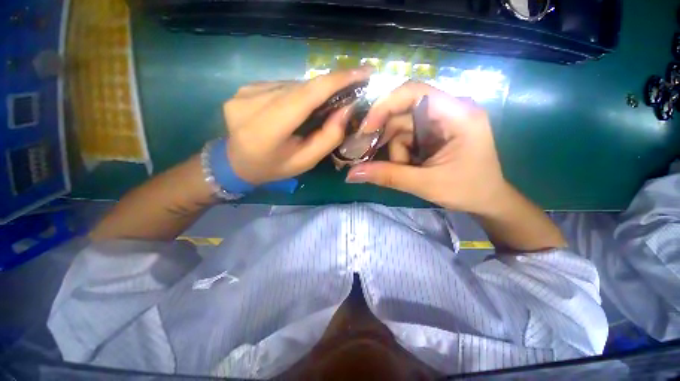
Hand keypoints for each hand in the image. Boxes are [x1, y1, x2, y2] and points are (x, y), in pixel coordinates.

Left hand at [223, 68, 372, 184]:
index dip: (335, 81)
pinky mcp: (244, 88)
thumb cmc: (275, 167)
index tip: (363, 72)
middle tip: (352, 87)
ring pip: (292, 85)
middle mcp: (251, 105)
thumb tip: (347, 109)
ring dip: (313, 91)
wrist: (238, 163)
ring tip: (326, 102)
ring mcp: (244, 93)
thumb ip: (328, 137)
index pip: (305, 96)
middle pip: (300, 88)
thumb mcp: (306, 161)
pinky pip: (281, 86)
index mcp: (266, 131)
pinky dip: (297, 92)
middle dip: (329, 86)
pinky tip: (300, 105)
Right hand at [346, 82, 509, 213]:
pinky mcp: (435, 131)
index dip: (385, 105)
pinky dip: (400, 151)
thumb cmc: (467, 191)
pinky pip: (407, 135)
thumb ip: (388, 176)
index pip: (414, 92)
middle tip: (371, 156)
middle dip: (387, 137)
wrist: (487, 200)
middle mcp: (450, 110)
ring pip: (402, 127)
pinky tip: (407, 165)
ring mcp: (442, 120)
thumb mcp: (426, 184)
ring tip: (405, 170)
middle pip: (403, 112)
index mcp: (458, 115)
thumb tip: (352, 174)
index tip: (366, 129)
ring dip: (396, 151)